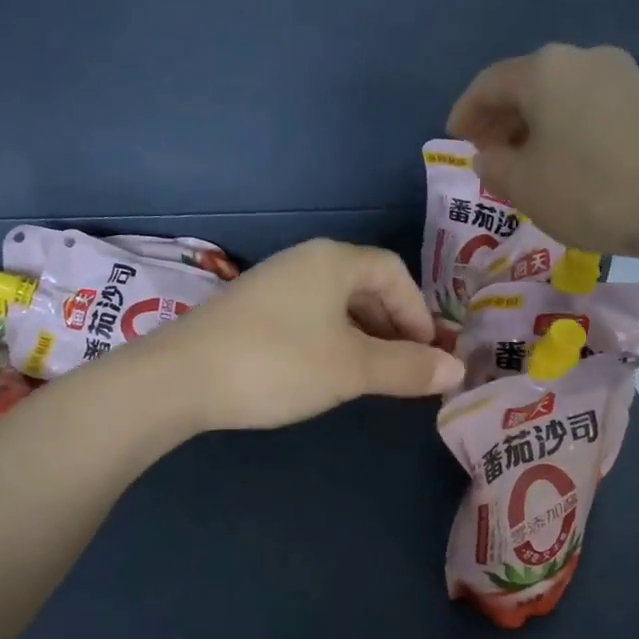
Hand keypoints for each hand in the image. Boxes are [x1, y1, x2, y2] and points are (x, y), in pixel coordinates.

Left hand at [148, 239, 464, 430]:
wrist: (180, 378)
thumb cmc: (278, 363)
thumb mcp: (351, 368)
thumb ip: (407, 368)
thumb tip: (457, 370)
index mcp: (334, 261)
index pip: (394, 272)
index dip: (418, 312)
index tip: (427, 354)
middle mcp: (304, 261)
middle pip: (365, 285)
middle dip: (393, 326)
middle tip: (405, 368)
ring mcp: (273, 283)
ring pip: (335, 304)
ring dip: (362, 336)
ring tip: (371, 375)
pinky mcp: (250, 310)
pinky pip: (308, 317)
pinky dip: (330, 340)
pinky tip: (325, 372)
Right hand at [447, 43, 638, 264]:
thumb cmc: (593, 191)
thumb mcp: (525, 186)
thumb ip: (494, 166)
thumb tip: (489, 153)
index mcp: (544, 72)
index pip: (489, 84)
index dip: (465, 112)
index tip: (453, 138)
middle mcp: (582, 59)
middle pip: (527, 85)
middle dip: (500, 119)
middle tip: (486, 153)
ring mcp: (622, 75)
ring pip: (560, 96)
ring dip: (534, 125)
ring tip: (525, 163)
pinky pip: (589, 107)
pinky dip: (566, 129)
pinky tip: (567, 161)